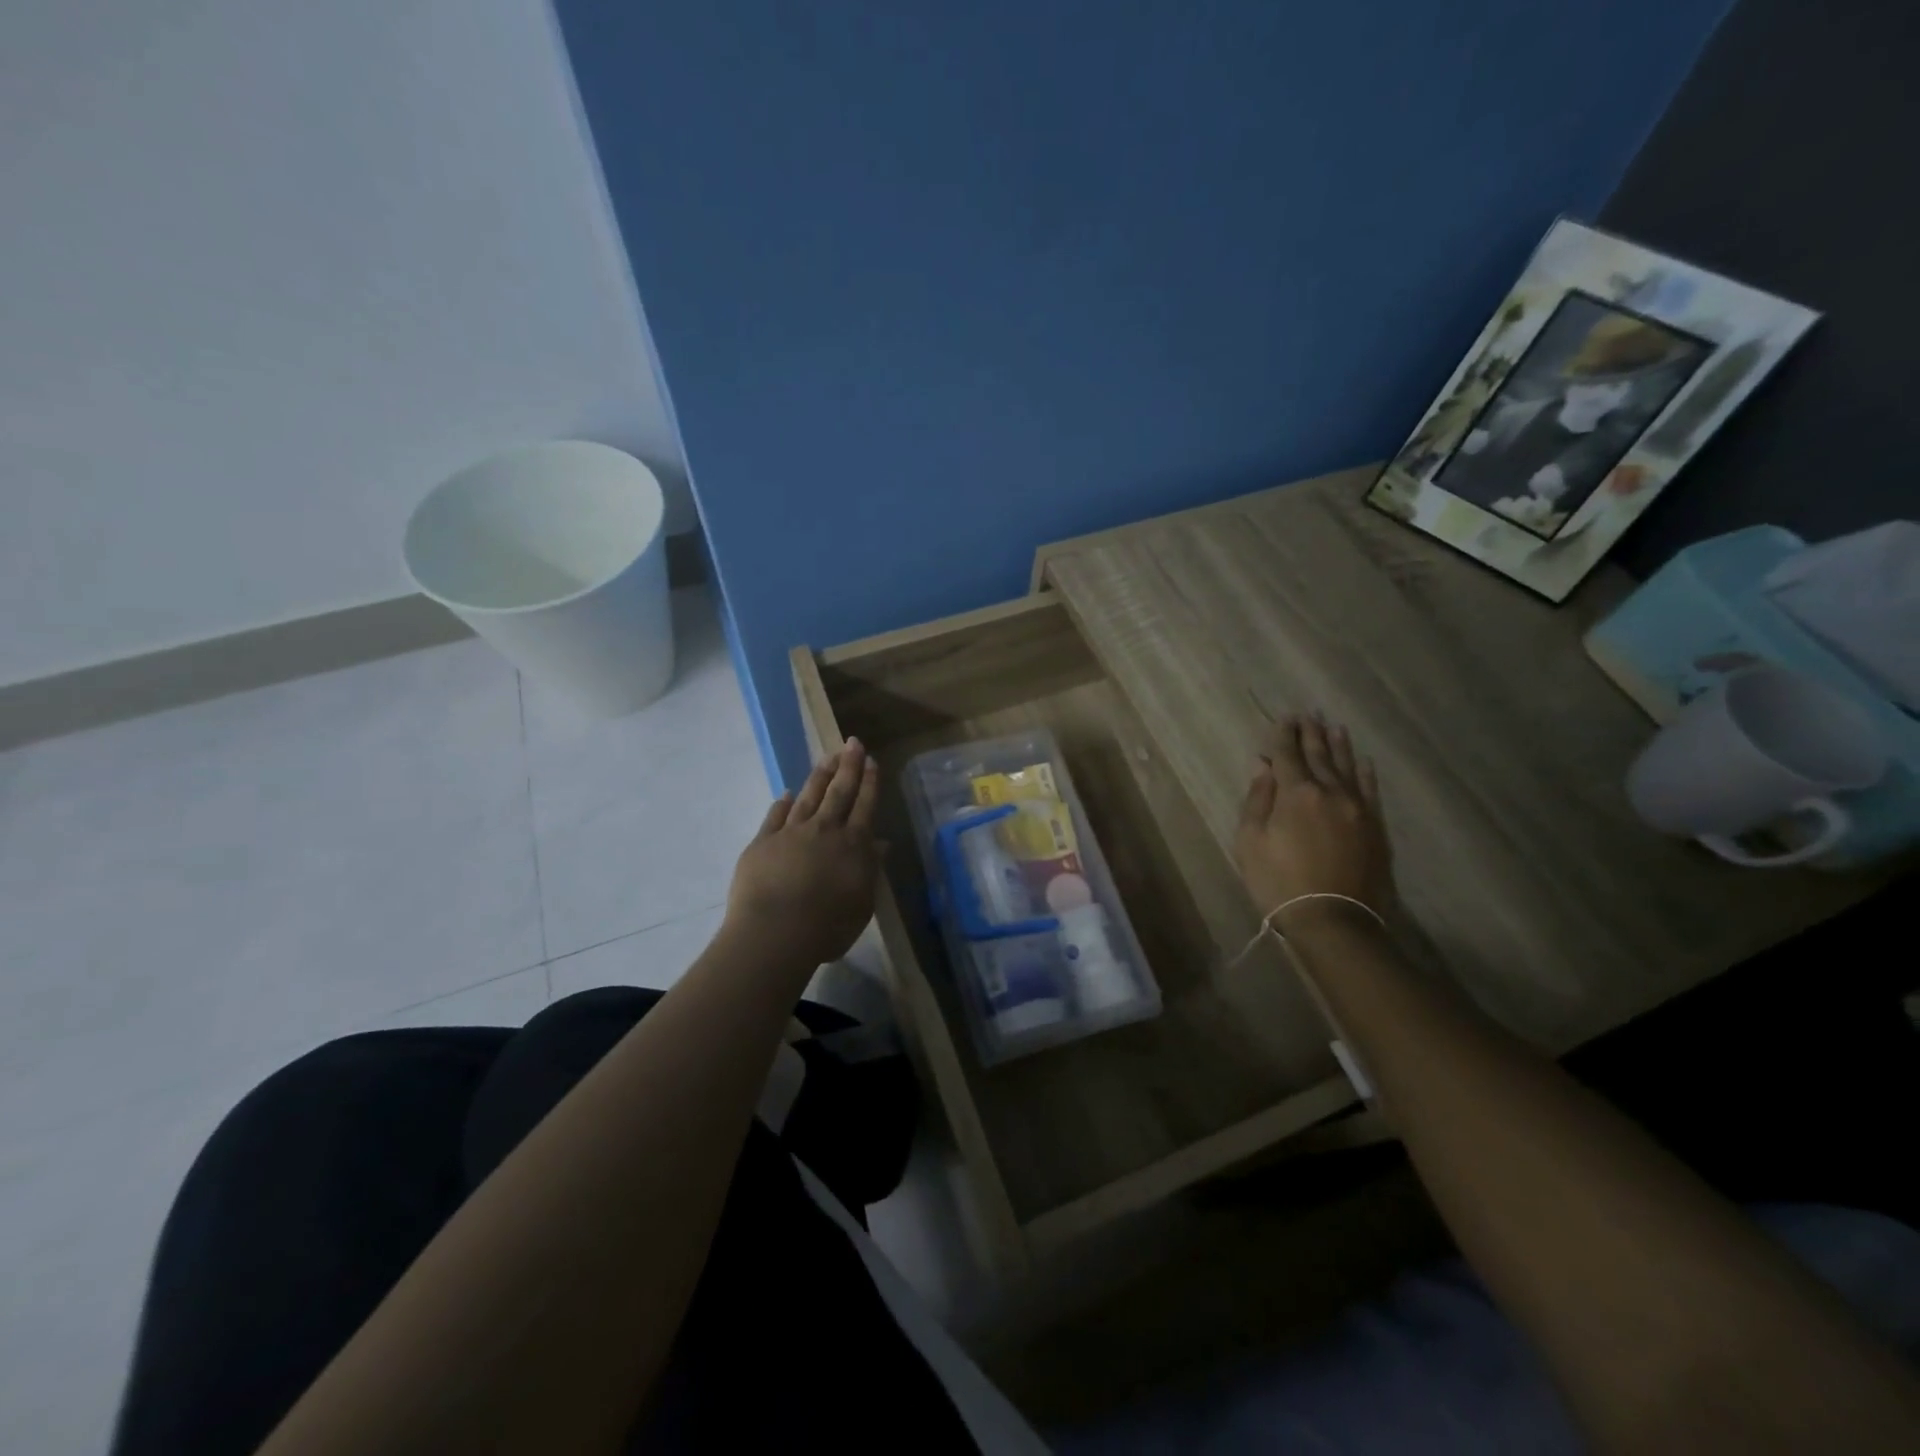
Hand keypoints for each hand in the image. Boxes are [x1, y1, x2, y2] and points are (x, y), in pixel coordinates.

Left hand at [725, 739, 882, 969]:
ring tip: (827, 757)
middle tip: (852, 743)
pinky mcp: (763, 842)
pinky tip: (787, 793)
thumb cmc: (828, 926)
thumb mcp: (862, 903)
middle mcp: (824, 830)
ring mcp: (791, 833)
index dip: (869, 782)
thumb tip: (881, 844)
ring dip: (819, 776)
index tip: (871, 760)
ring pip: (809, 796)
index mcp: (853, 845)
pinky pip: (775, 816)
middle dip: (848, 766)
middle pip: (839, 792)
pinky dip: (783, 803)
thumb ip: (870, 869)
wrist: (775, 933)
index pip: (865, 806)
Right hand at [1234, 715, 1393, 932]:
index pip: (1287, 754)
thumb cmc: (1279, 882)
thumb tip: (1263, 767)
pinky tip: (1362, 761)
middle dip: (1310, 733)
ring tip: (1334, 726)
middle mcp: (1330, 791)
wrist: (1334, 920)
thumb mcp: (1250, 842)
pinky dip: (1364, 772)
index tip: (1283, 718)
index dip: (1282, 735)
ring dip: (1338, 745)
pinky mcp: (1376, 827)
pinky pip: (1370, 790)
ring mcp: (1357, 808)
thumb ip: (1257, 799)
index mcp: (1295, 793)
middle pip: (1319, 755)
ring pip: (1347, 767)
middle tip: (1307, 714)